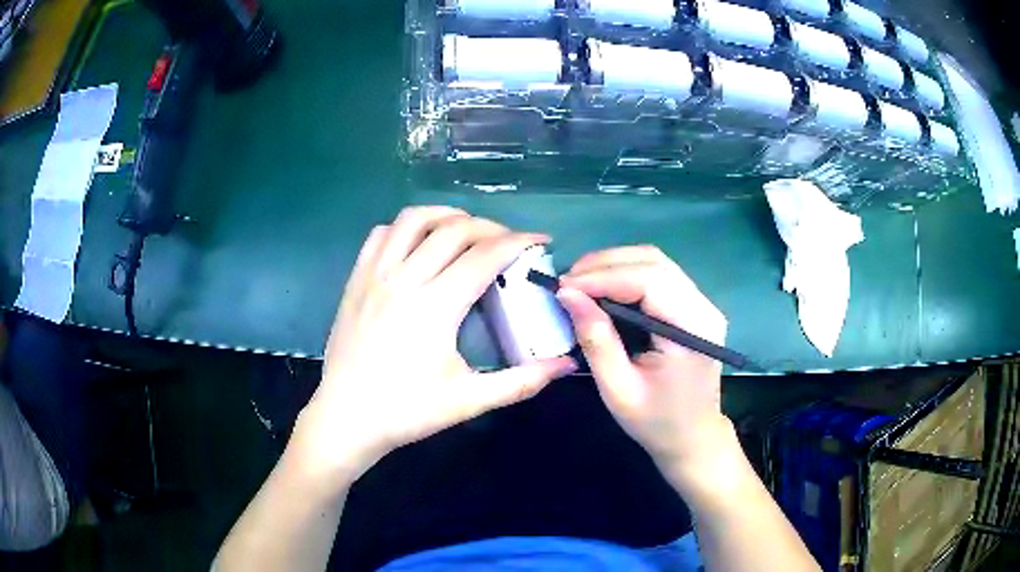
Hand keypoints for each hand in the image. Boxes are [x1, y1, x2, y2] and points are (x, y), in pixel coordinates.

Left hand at [290, 207, 576, 483]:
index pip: (485, 255)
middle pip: (454, 229)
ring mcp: (375, 275)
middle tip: (508, 244)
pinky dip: (405, 228)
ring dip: (447, 216)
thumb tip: (567, 365)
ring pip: (413, 220)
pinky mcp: (355, 280)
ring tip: (465, 231)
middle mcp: (405, 279)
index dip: (519, 242)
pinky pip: (381, 234)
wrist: (346, 418)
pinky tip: (418, 244)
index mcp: (435, 306)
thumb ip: (522, 381)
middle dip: (491, 227)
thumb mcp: (469, 401)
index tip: (541, 241)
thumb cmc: (407, 411)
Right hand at [556, 246, 730, 480]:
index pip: (649, 281)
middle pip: (654, 262)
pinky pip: (660, 276)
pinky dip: (628, 274)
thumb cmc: (656, 422)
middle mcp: (704, 309)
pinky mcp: (696, 307)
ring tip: (580, 282)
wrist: (693, 438)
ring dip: (615, 265)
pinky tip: (604, 288)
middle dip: (606, 264)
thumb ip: (595, 339)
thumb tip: (567, 294)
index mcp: (691, 331)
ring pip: (657, 262)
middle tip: (567, 281)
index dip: (603, 276)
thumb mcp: (618, 389)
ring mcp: (703, 305)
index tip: (563, 285)